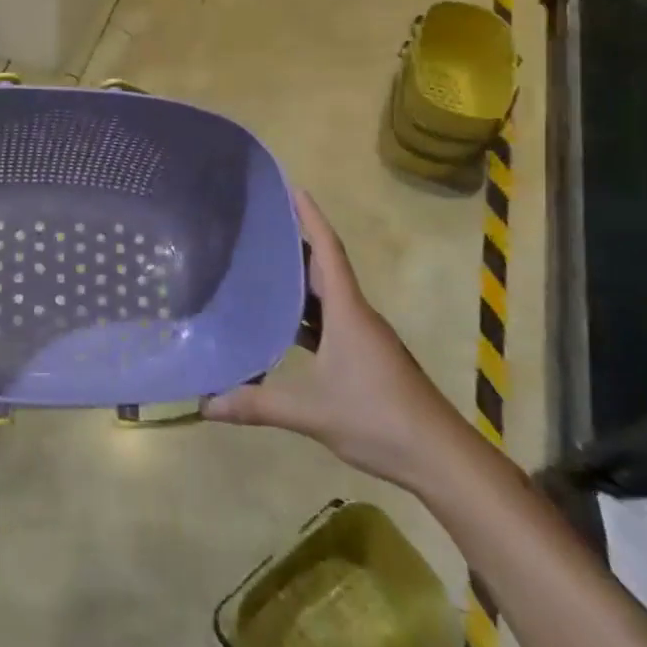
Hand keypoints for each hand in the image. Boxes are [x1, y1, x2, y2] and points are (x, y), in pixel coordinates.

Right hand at [204, 191, 476, 492]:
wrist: (441, 458)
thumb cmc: (378, 418)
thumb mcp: (312, 411)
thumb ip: (258, 405)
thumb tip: (206, 404)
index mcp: (347, 312)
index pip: (328, 252)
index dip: (311, 218)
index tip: (294, 188)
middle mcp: (357, 315)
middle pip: (326, 268)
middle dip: (298, 243)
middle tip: (262, 226)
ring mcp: (365, 338)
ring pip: (328, 296)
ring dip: (301, 280)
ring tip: (264, 267)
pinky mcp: (367, 358)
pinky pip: (331, 321)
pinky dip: (307, 314)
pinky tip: (284, 325)